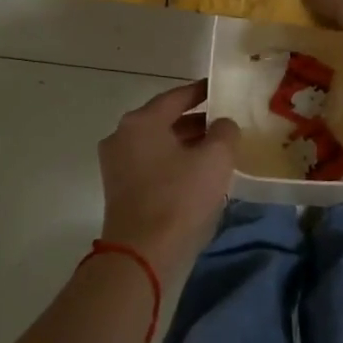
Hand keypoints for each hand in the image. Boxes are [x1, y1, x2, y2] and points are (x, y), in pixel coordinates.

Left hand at [97, 81, 238, 273]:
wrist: (142, 253)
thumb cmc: (179, 198)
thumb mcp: (215, 159)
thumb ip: (224, 132)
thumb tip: (223, 125)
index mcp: (141, 122)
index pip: (176, 96)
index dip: (202, 92)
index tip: (220, 89)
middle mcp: (122, 136)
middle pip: (165, 120)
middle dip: (196, 121)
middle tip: (225, 123)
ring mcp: (117, 164)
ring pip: (158, 144)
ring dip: (186, 144)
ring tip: (217, 149)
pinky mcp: (120, 189)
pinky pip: (152, 164)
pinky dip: (174, 162)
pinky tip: (198, 173)